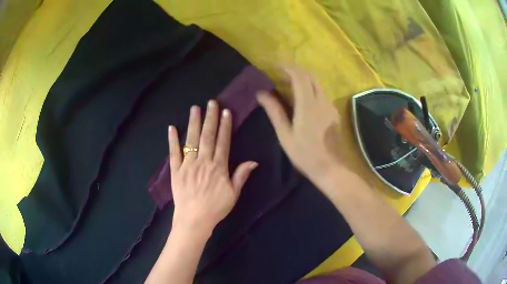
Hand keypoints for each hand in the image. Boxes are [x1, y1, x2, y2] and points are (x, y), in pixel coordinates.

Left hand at [168, 100, 257, 235]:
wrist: (194, 220)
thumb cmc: (216, 208)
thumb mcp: (233, 194)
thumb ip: (241, 175)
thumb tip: (253, 161)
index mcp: (218, 167)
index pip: (223, 141)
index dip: (225, 126)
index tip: (225, 112)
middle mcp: (203, 161)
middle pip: (207, 136)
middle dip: (210, 118)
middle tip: (211, 102)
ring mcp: (187, 164)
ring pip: (191, 140)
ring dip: (193, 123)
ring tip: (195, 108)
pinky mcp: (175, 170)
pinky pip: (173, 153)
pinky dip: (172, 140)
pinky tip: (172, 128)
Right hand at [257, 67, 341, 180]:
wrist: (330, 167)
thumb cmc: (304, 154)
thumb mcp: (285, 134)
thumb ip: (275, 111)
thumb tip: (261, 93)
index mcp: (307, 105)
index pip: (299, 77)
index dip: (288, 68)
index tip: (277, 66)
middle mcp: (321, 100)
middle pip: (311, 76)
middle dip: (297, 70)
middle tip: (283, 73)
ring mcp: (330, 105)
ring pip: (318, 83)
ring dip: (305, 78)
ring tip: (291, 83)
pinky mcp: (334, 112)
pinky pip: (322, 92)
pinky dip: (312, 87)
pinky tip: (304, 97)